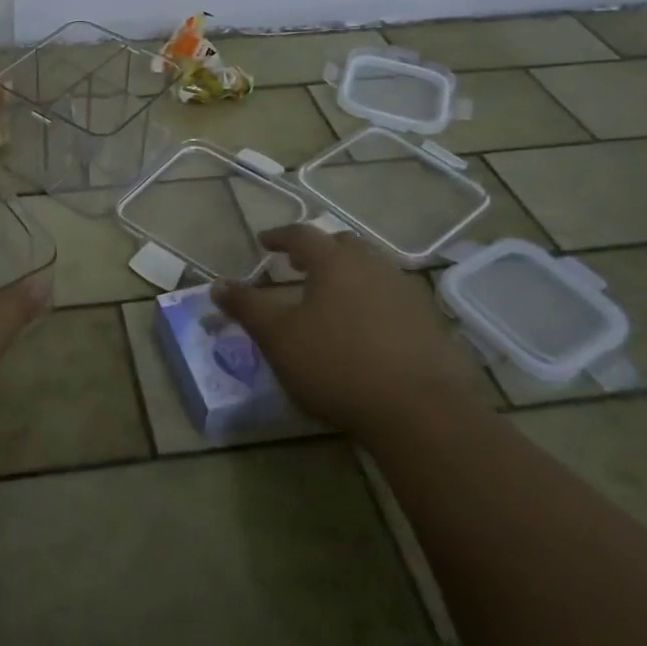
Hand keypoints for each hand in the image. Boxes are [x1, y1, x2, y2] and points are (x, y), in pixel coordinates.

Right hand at [213, 224, 480, 433]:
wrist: (420, 411)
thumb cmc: (337, 365)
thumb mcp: (278, 338)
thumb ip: (247, 308)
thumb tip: (218, 285)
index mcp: (334, 262)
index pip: (302, 235)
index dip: (279, 236)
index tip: (264, 241)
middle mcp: (372, 266)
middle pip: (343, 244)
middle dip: (318, 250)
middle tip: (298, 264)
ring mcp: (406, 293)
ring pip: (371, 269)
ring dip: (347, 273)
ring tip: (330, 295)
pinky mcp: (429, 322)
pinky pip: (392, 297)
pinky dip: (371, 300)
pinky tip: (365, 327)